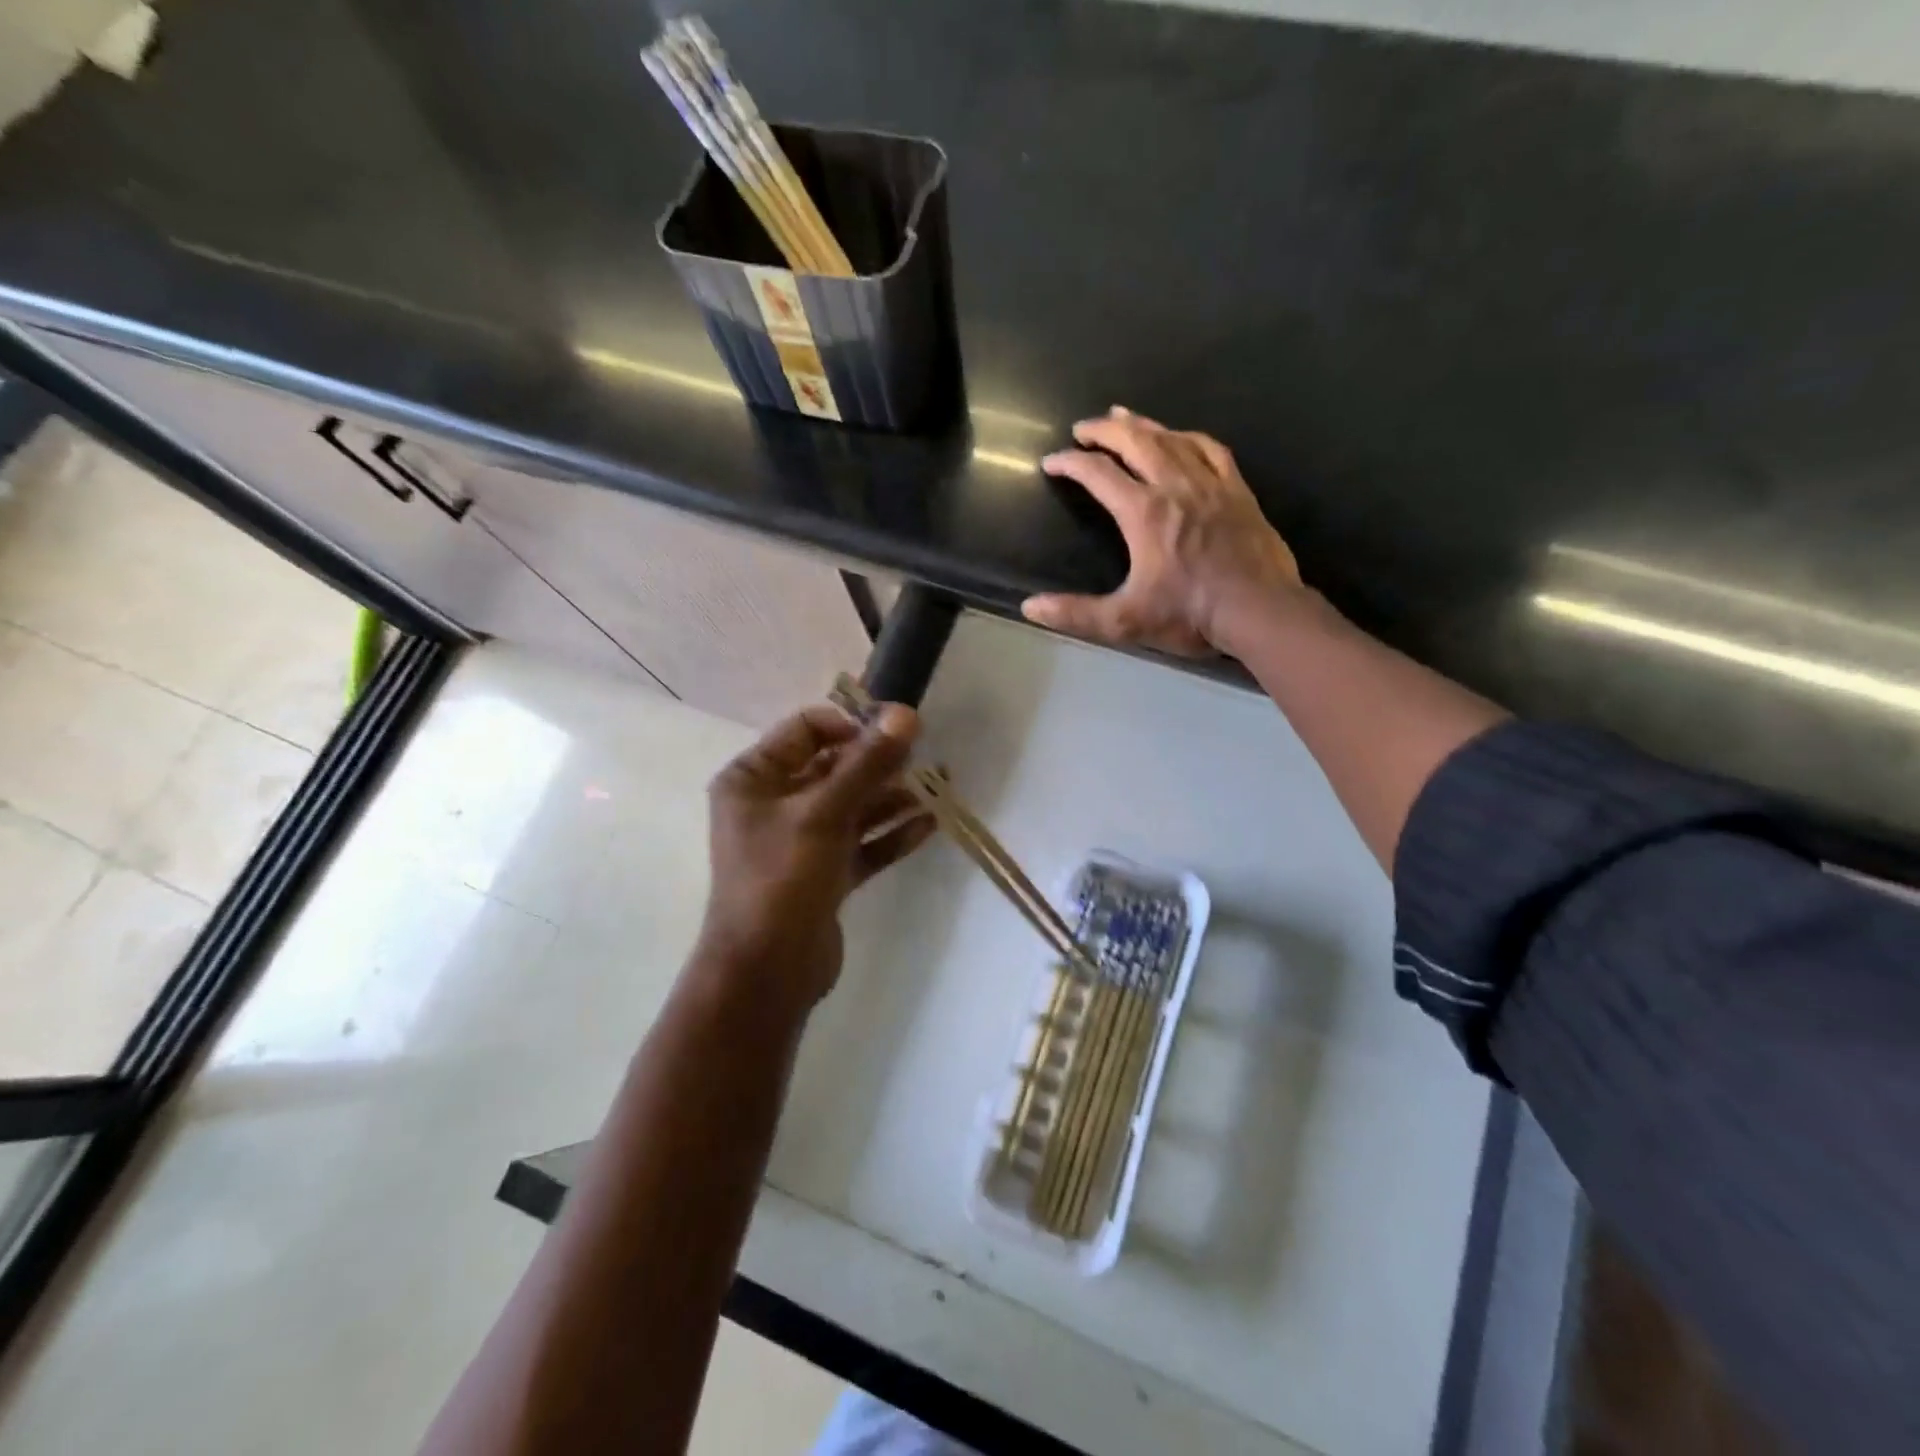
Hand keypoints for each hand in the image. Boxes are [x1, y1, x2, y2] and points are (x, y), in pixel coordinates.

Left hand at [696, 702, 934, 1014]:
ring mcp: (800, 841)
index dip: (852, 724)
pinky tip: (929, 824)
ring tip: (939, 787)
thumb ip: (866, 764)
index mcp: (754, 778)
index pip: (806, 729)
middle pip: (834, 768)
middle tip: (925, 758)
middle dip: (879, 763)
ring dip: (892, 797)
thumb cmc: (781, 880)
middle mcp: (774, 803)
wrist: (766, 974)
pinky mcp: (824, 874)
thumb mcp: (824, 814)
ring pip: (852, 807)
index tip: (897, 729)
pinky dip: (891, 834)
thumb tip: (905, 714)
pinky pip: (861, 843)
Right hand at [1023, 407, 1303, 656]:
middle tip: (1083, 428)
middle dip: (1103, 431)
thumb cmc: (1191, 615)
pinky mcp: (1237, 490)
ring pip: (1171, 438)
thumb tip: (1030, 607)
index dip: (1069, 463)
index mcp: (1144, 512)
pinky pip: (1210, 449)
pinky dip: (1188, 436)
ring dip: (1142, 425)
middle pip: (1135, 442)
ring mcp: (1210, 484)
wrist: (1260, 611)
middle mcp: (1174, 486)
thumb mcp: (1125, 621)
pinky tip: (1180, 436)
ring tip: (1122, 417)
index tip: (1051, 462)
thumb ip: (1075, 613)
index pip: (1097, 474)